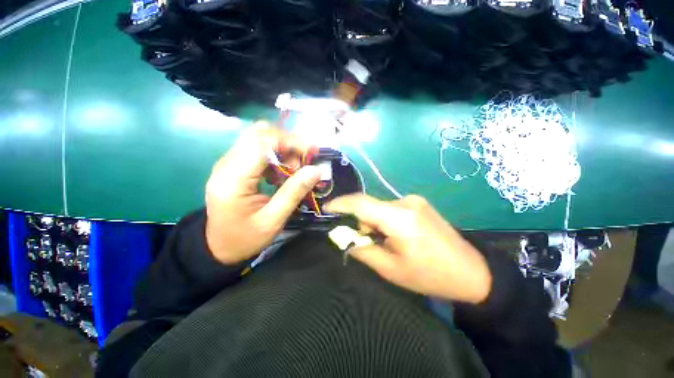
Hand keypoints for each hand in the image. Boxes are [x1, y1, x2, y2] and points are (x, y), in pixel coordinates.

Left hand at [205, 123, 320, 263]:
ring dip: (282, 149)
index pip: (262, 144)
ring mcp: (227, 163)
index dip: (290, 142)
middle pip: (259, 135)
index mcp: (233, 179)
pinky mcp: (232, 167)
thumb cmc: (245, 238)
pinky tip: (281, 172)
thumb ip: (294, 192)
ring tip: (294, 169)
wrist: (218, 248)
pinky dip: (275, 155)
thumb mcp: (273, 220)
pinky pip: (256, 150)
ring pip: (258, 139)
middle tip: (304, 162)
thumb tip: (316, 169)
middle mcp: (226, 164)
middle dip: (287, 143)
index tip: (312, 151)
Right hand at [324, 194, 491, 303]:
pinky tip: (397, 235)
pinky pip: (392, 208)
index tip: (326, 208)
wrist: (473, 272)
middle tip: (363, 241)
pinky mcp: (419, 203)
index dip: (341, 203)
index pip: (361, 203)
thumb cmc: (430, 275)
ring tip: (385, 242)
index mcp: (399, 218)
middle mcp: (405, 202)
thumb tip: (343, 237)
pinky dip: (385, 220)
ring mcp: (414, 200)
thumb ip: (362, 249)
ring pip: (380, 208)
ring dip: (374, 222)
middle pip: (370, 206)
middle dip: (361, 221)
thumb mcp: (391, 269)